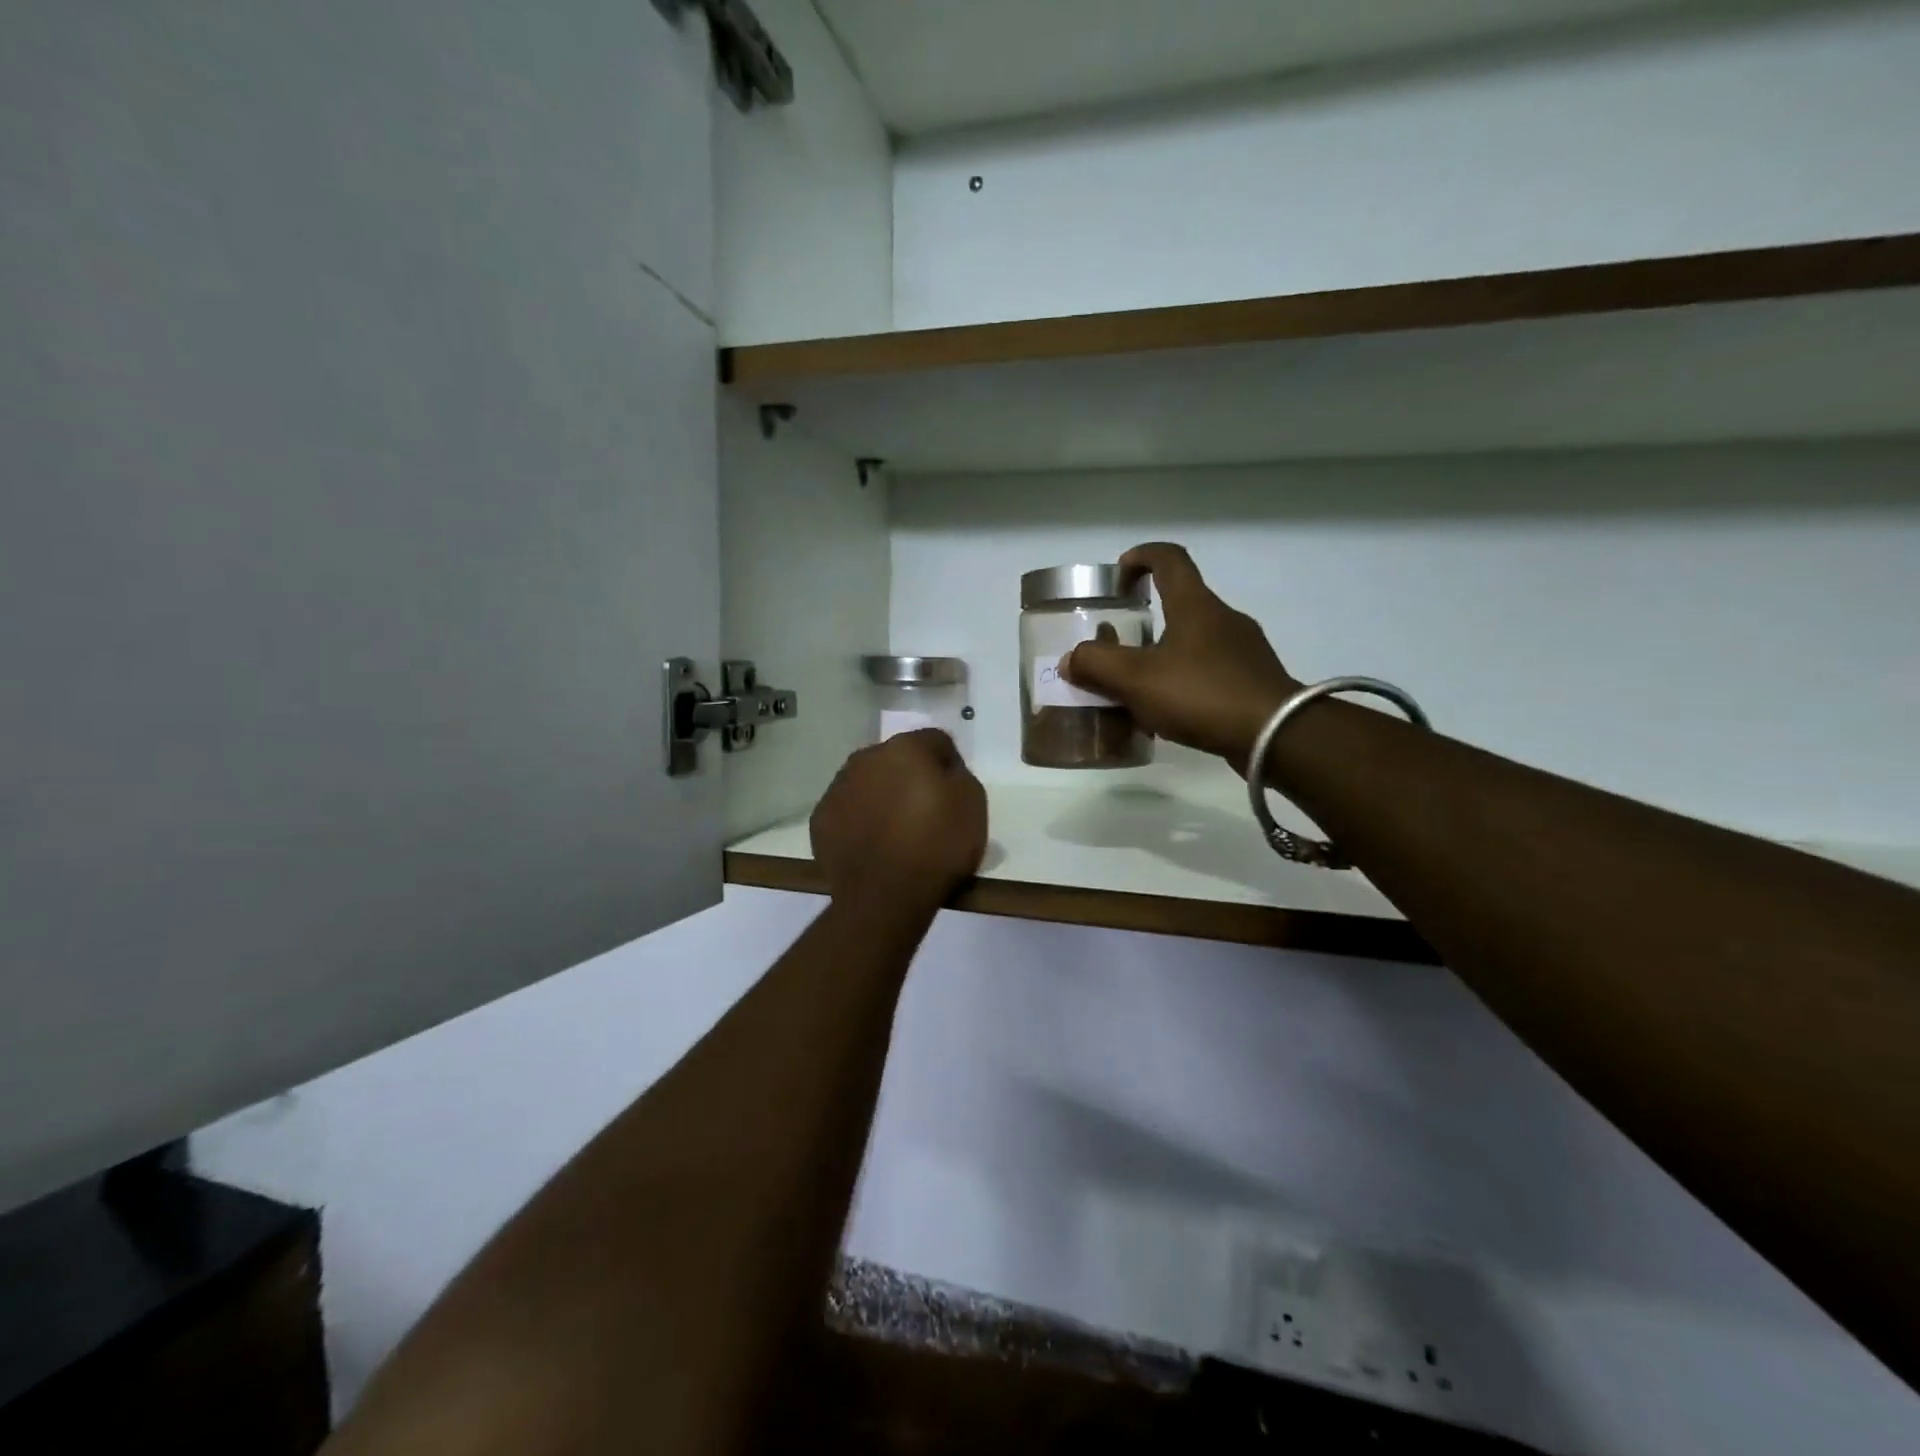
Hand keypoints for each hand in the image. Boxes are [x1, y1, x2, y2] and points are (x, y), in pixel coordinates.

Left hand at [810, 729, 987, 903]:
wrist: (885, 896)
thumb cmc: (937, 846)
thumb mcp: (973, 804)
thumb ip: (959, 775)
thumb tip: (944, 771)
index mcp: (906, 748)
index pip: (936, 741)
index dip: (949, 764)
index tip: (955, 792)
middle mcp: (866, 758)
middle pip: (897, 759)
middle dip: (911, 777)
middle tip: (926, 811)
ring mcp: (838, 788)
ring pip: (868, 783)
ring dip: (882, 797)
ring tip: (897, 832)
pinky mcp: (821, 819)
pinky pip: (847, 811)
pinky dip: (860, 821)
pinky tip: (873, 845)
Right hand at [1062, 543, 1299, 773]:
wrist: (1275, 736)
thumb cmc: (1202, 694)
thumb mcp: (1137, 680)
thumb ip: (1097, 665)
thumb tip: (1072, 659)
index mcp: (1195, 605)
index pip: (1169, 558)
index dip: (1142, 557)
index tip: (1120, 575)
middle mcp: (1223, 618)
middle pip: (1181, 602)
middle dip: (1148, 617)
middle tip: (1120, 644)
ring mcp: (1244, 650)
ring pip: (1195, 640)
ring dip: (1165, 652)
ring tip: (1140, 685)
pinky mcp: (1254, 680)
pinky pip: (1210, 669)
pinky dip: (1185, 679)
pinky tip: (1170, 710)